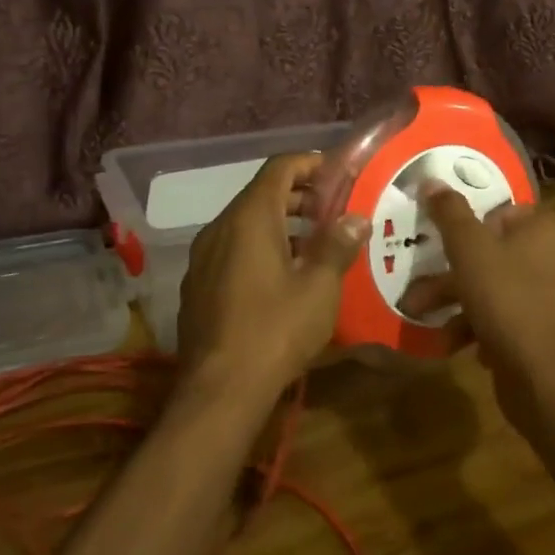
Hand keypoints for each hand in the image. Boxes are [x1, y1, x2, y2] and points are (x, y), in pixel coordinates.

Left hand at [177, 152, 369, 401]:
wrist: (219, 391)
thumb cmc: (276, 329)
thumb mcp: (319, 287)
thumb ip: (338, 245)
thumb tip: (356, 219)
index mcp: (250, 217)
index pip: (280, 167)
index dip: (310, 163)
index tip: (338, 173)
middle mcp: (220, 227)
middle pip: (262, 194)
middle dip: (300, 197)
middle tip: (334, 210)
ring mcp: (203, 258)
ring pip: (245, 224)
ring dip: (281, 224)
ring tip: (315, 244)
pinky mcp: (198, 286)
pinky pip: (232, 250)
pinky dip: (259, 248)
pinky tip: (283, 277)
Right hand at [404, 185, 554, 431]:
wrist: (549, 378)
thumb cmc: (508, 300)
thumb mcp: (470, 249)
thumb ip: (450, 213)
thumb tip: (431, 178)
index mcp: (544, 229)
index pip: (502, 212)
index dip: (469, 224)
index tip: (440, 240)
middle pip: (494, 253)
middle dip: (450, 272)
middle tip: (417, 285)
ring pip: (496, 289)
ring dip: (457, 302)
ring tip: (422, 317)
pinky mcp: (548, 334)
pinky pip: (508, 320)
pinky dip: (480, 327)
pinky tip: (456, 344)